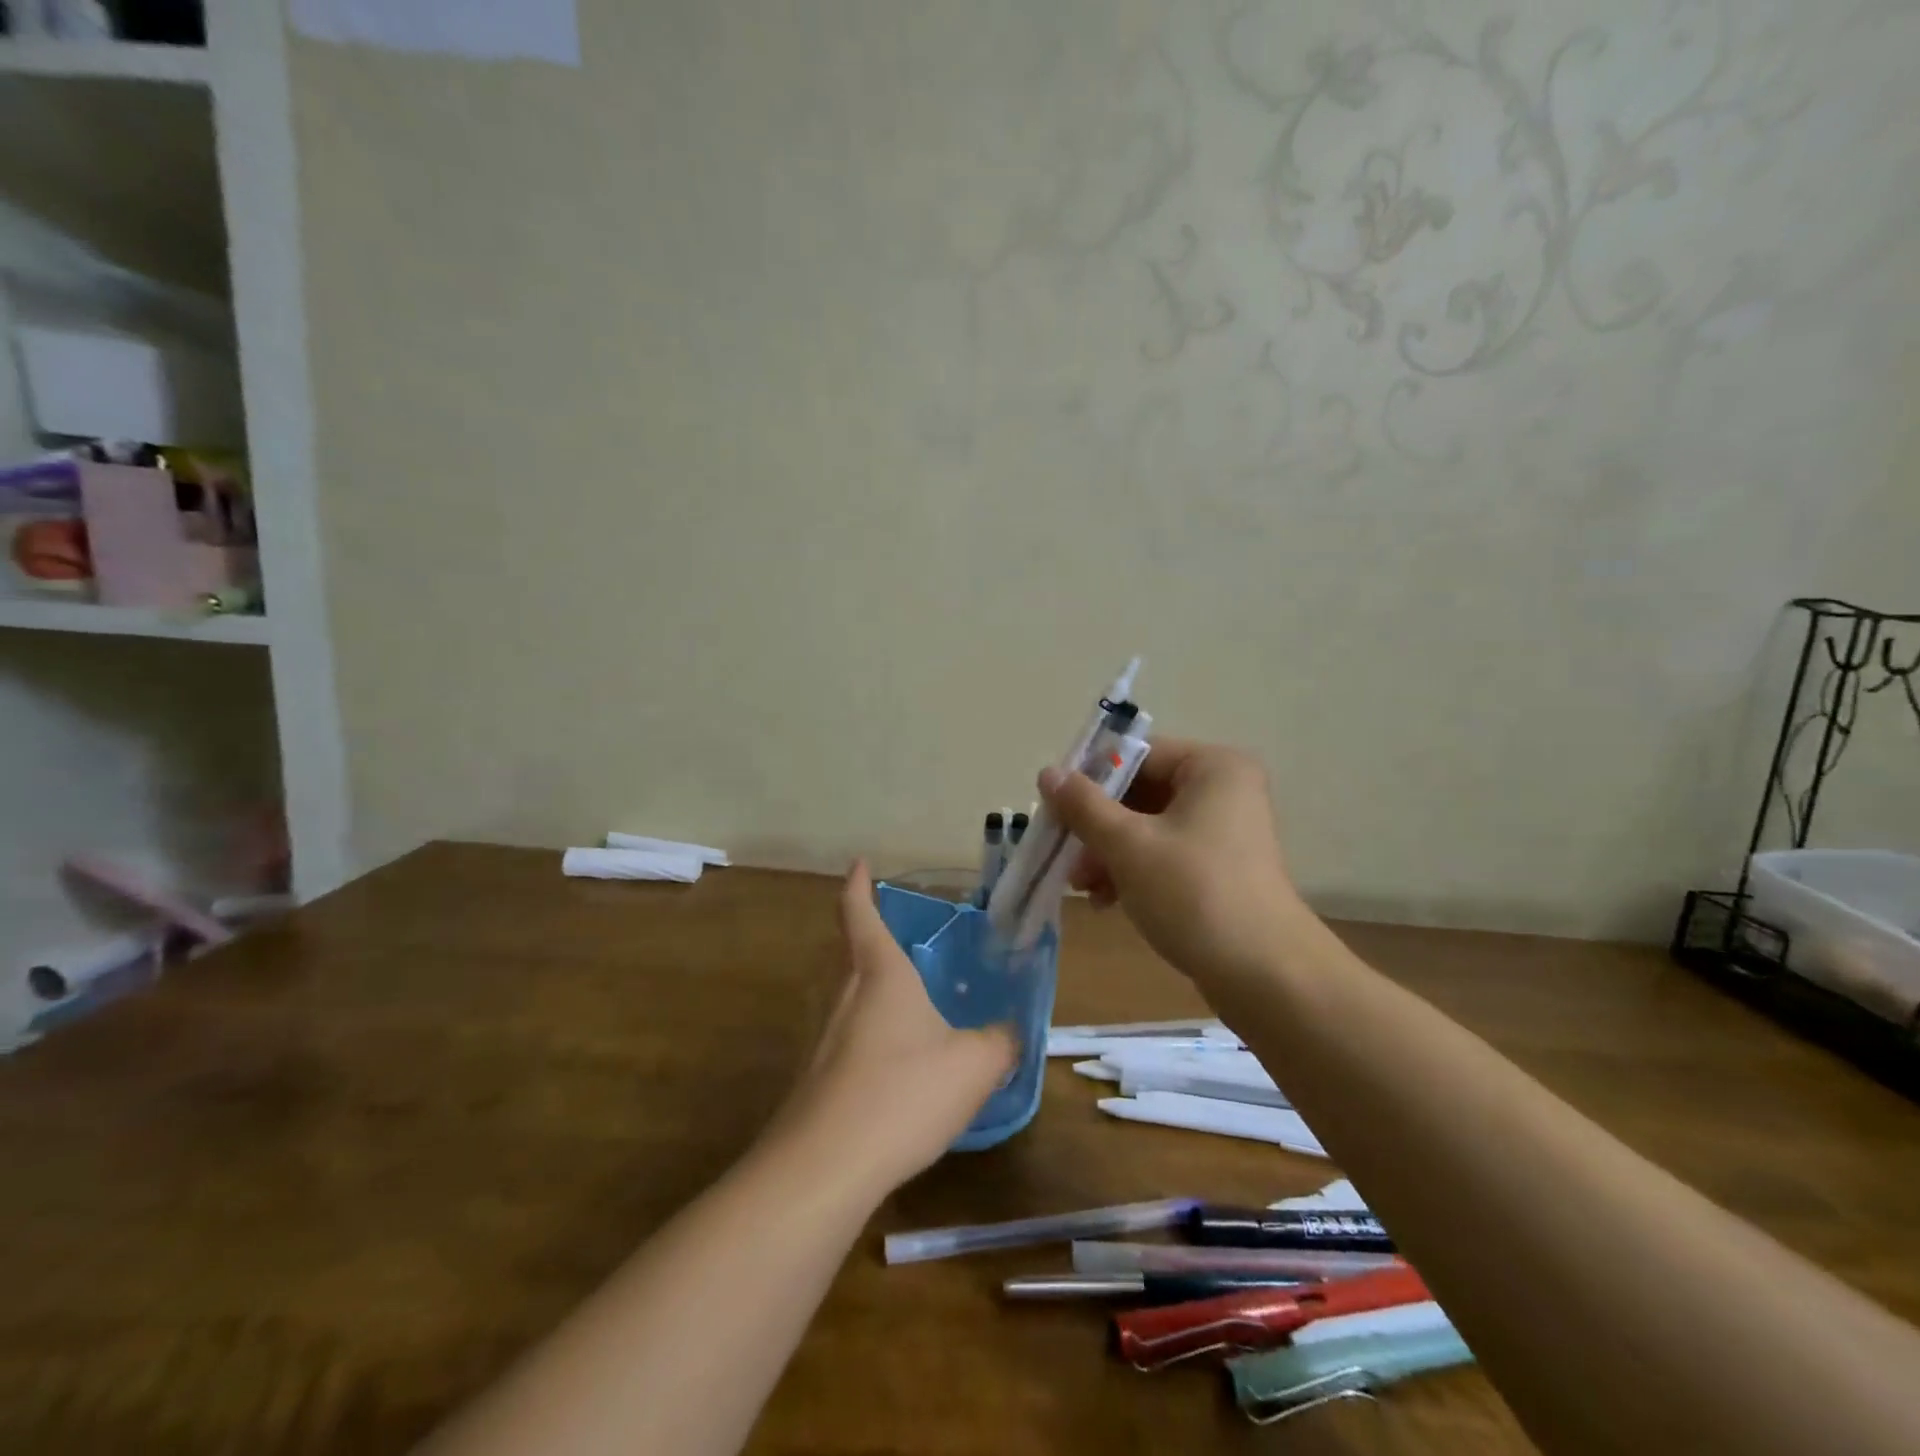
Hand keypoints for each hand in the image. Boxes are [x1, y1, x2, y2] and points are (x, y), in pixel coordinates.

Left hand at [771, 863, 1015, 1191]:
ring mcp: (824, 1039)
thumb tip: (1009, 1032)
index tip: (859, 863)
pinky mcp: (816, 1080)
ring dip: (873, 992)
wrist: (825, 1168)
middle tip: (903, 937)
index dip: (858, 885)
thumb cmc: (903, 1093)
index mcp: (880, 974)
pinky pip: (849, 1041)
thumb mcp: (973, 1065)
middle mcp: (845, 996)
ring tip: (910, 1004)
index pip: (859, 914)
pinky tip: (898, 1068)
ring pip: (850, 998)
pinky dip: (872, 1038)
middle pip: (851, 953)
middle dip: (870, 938)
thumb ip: (999, 1042)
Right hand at [1039, 739, 1302, 984]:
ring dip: (1108, 852)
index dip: (1091, 778)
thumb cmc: (1193, 893)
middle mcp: (1223, 790)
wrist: (1265, 975)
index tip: (1054, 808)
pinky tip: (1105, 900)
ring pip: (1148, 826)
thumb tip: (1048, 773)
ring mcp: (1225, 832)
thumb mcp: (1128, 845)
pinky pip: (1165, 854)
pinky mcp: (1220, 869)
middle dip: (1097, 825)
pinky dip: (1133, 870)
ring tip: (1081, 886)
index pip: (1137, 755)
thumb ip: (1084, 805)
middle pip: (1140, 792)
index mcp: (1212, 767)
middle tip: (1063, 852)